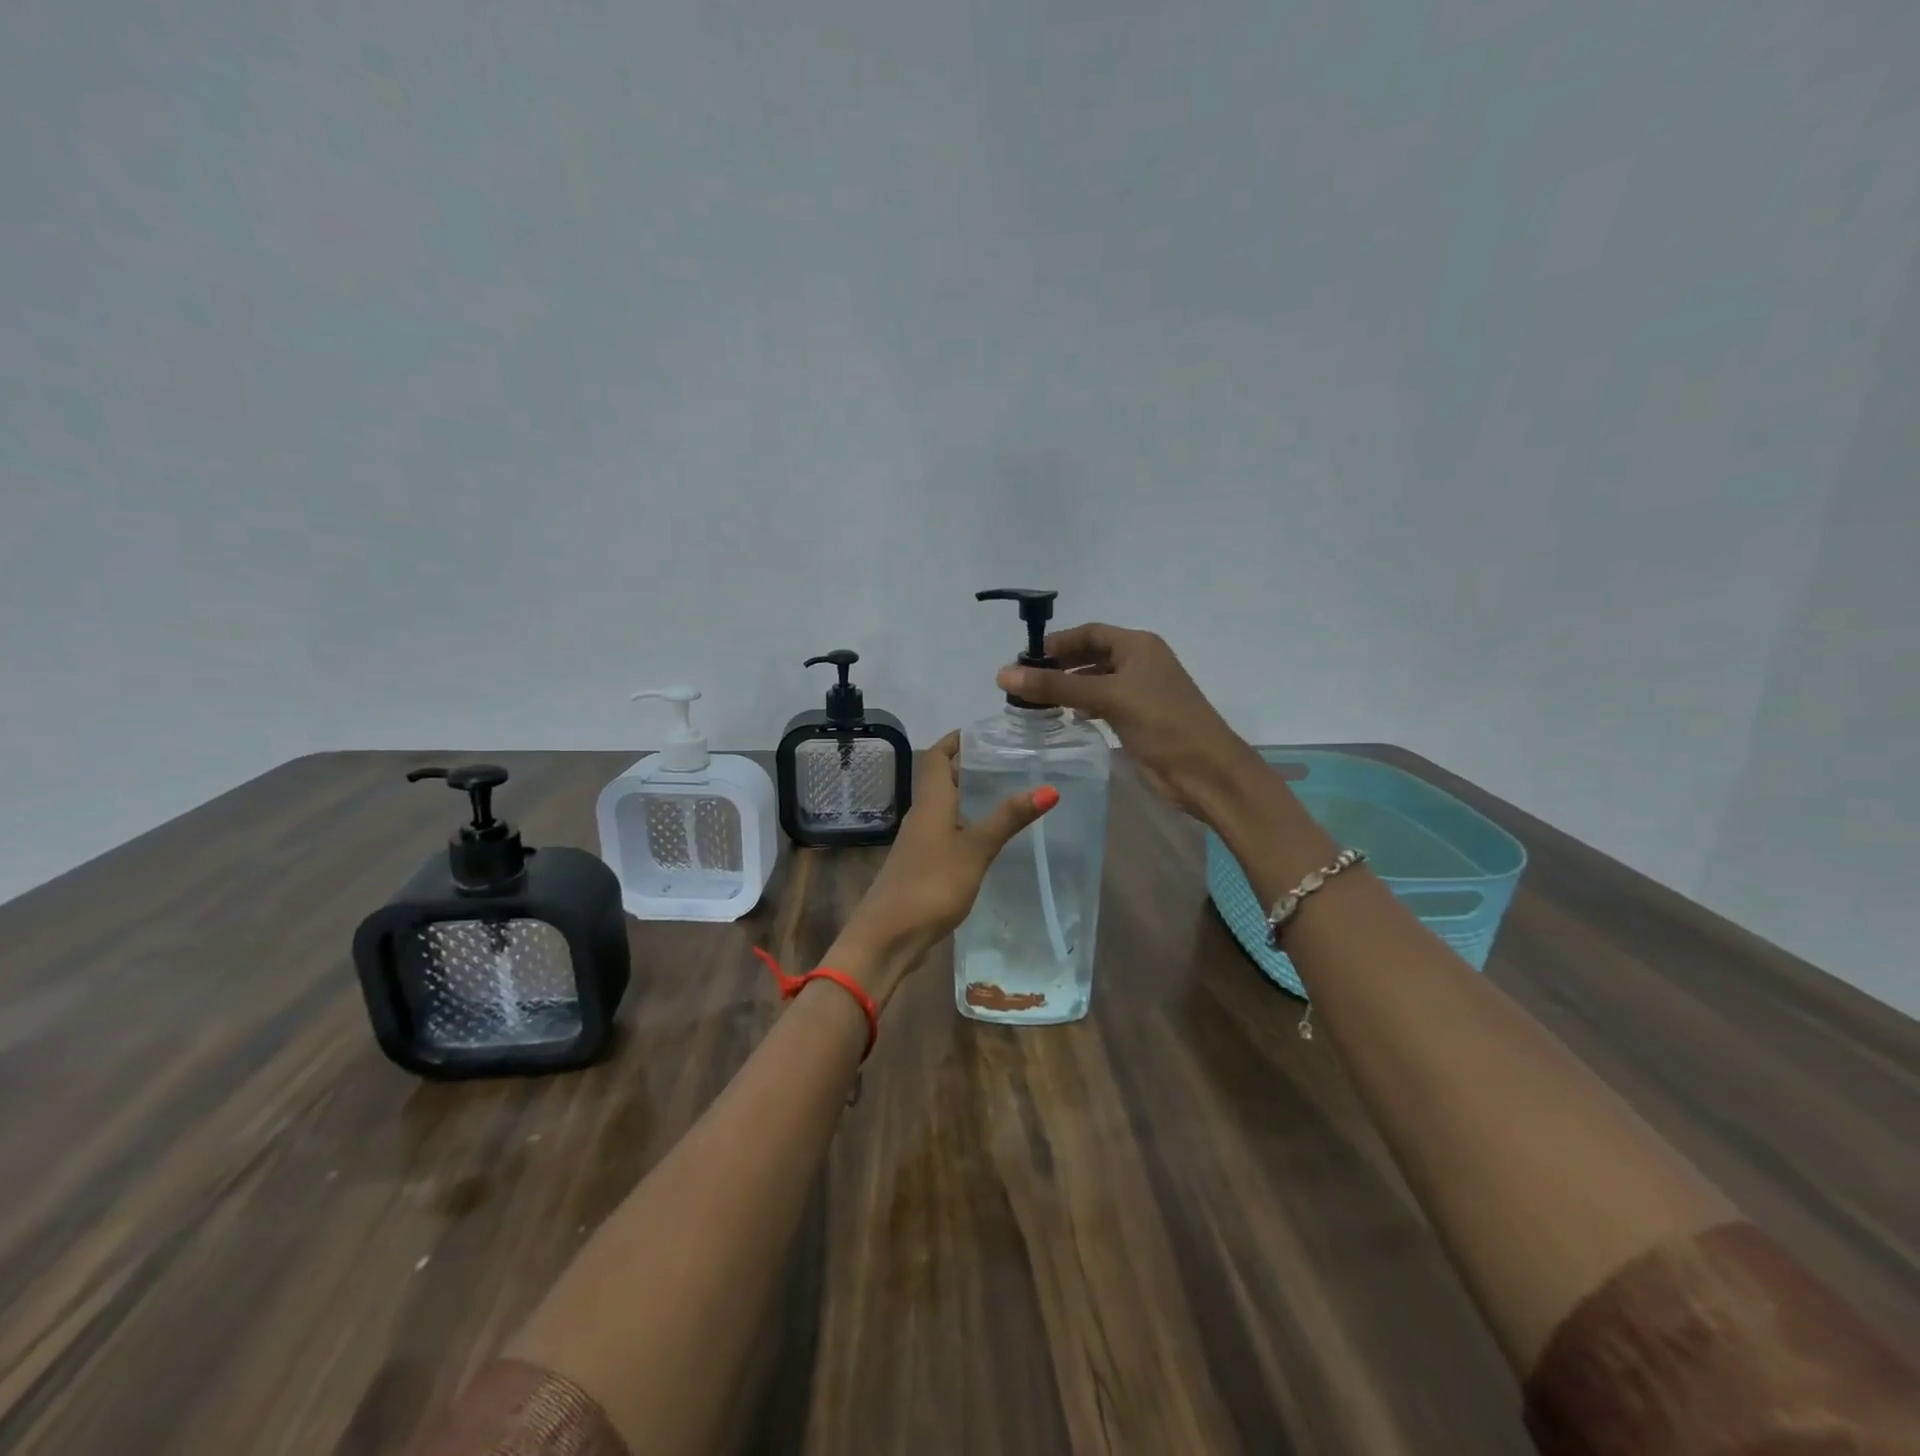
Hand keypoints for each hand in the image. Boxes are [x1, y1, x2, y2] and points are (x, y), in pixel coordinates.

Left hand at [828, 731, 1056, 1003]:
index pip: (935, 756)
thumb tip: (1049, 787)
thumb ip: (1008, 819)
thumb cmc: (931, 885)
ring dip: (968, 795)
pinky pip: (946, 832)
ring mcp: (920, 842)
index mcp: (930, 803)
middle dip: (968, 765)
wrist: (888, 936)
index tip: (986, 732)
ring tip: (1006, 792)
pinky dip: (966, 823)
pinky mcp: (923, 866)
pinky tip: (988, 836)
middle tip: (1008, 760)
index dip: (955, 740)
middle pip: (940, 779)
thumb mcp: (975, 849)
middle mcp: (921, 816)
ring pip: (944, 807)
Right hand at [997, 622, 1259, 822]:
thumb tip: (1003, 674)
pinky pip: (1102, 704)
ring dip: (1067, 688)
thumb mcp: (1108, 698)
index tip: (1022, 659)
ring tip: (1035, 702)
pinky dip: (1082, 706)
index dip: (1056, 643)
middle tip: (1022, 683)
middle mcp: (1139, 663)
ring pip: (1094, 681)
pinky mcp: (1137, 719)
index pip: (1088, 633)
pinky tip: (1066, 717)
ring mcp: (1139, 692)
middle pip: (1090, 656)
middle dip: (1058, 666)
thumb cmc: (1162, 723)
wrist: (1206, 771)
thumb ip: (1056, 687)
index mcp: (1138, 646)